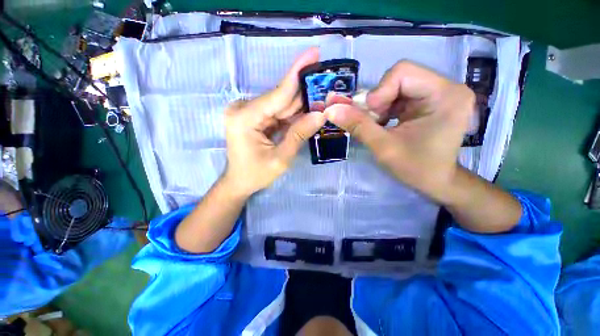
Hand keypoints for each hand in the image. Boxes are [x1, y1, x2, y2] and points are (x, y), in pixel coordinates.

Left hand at [223, 48, 325, 196]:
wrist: (239, 182)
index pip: (277, 94)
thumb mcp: (280, 158)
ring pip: (280, 105)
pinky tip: (308, 110)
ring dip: (300, 103)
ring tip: (321, 97)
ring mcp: (248, 112)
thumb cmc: (256, 174)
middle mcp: (243, 109)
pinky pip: (277, 113)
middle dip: (304, 91)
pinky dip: (292, 113)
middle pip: (280, 98)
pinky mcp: (254, 118)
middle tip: (326, 80)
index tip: (313, 53)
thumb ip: (298, 135)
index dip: (297, 74)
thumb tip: (320, 115)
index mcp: (245, 118)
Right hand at [324, 61, 474, 203]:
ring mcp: (439, 92)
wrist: (437, 181)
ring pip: (395, 86)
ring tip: (377, 125)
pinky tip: (384, 123)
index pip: (402, 72)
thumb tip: (331, 110)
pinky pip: (399, 94)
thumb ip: (357, 126)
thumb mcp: (383, 147)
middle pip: (398, 77)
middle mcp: (446, 87)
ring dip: (379, 106)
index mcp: (445, 94)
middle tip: (372, 123)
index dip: (378, 93)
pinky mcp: (430, 100)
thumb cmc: (416, 168)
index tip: (371, 117)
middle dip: (378, 101)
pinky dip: (385, 108)